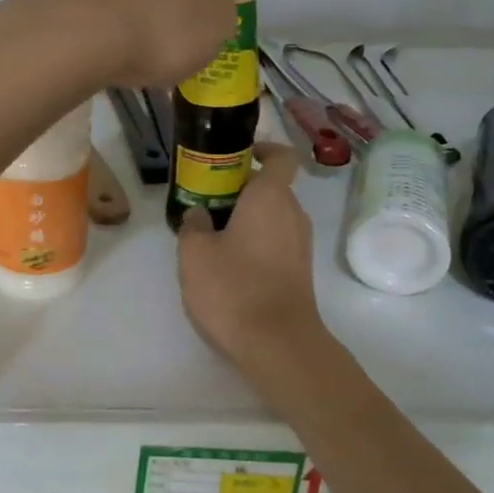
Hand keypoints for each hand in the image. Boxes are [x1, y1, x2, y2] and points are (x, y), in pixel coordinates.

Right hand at [177, 142, 324, 366]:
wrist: (278, 343)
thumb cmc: (234, 287)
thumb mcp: (194, 253)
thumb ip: (193, 225)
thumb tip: (200, 214)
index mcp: (270, 197)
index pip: (281, 156)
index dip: (262, 149)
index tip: (236, 157)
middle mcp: (292, 213)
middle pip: (271, 187)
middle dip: (240, 189)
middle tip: (206, 201)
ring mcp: (300, 243)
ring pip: (273, 215)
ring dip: (246, 217)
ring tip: (211, 235)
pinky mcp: (300, 270)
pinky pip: (276, 240)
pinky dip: (256, 241)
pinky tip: (228, 263)